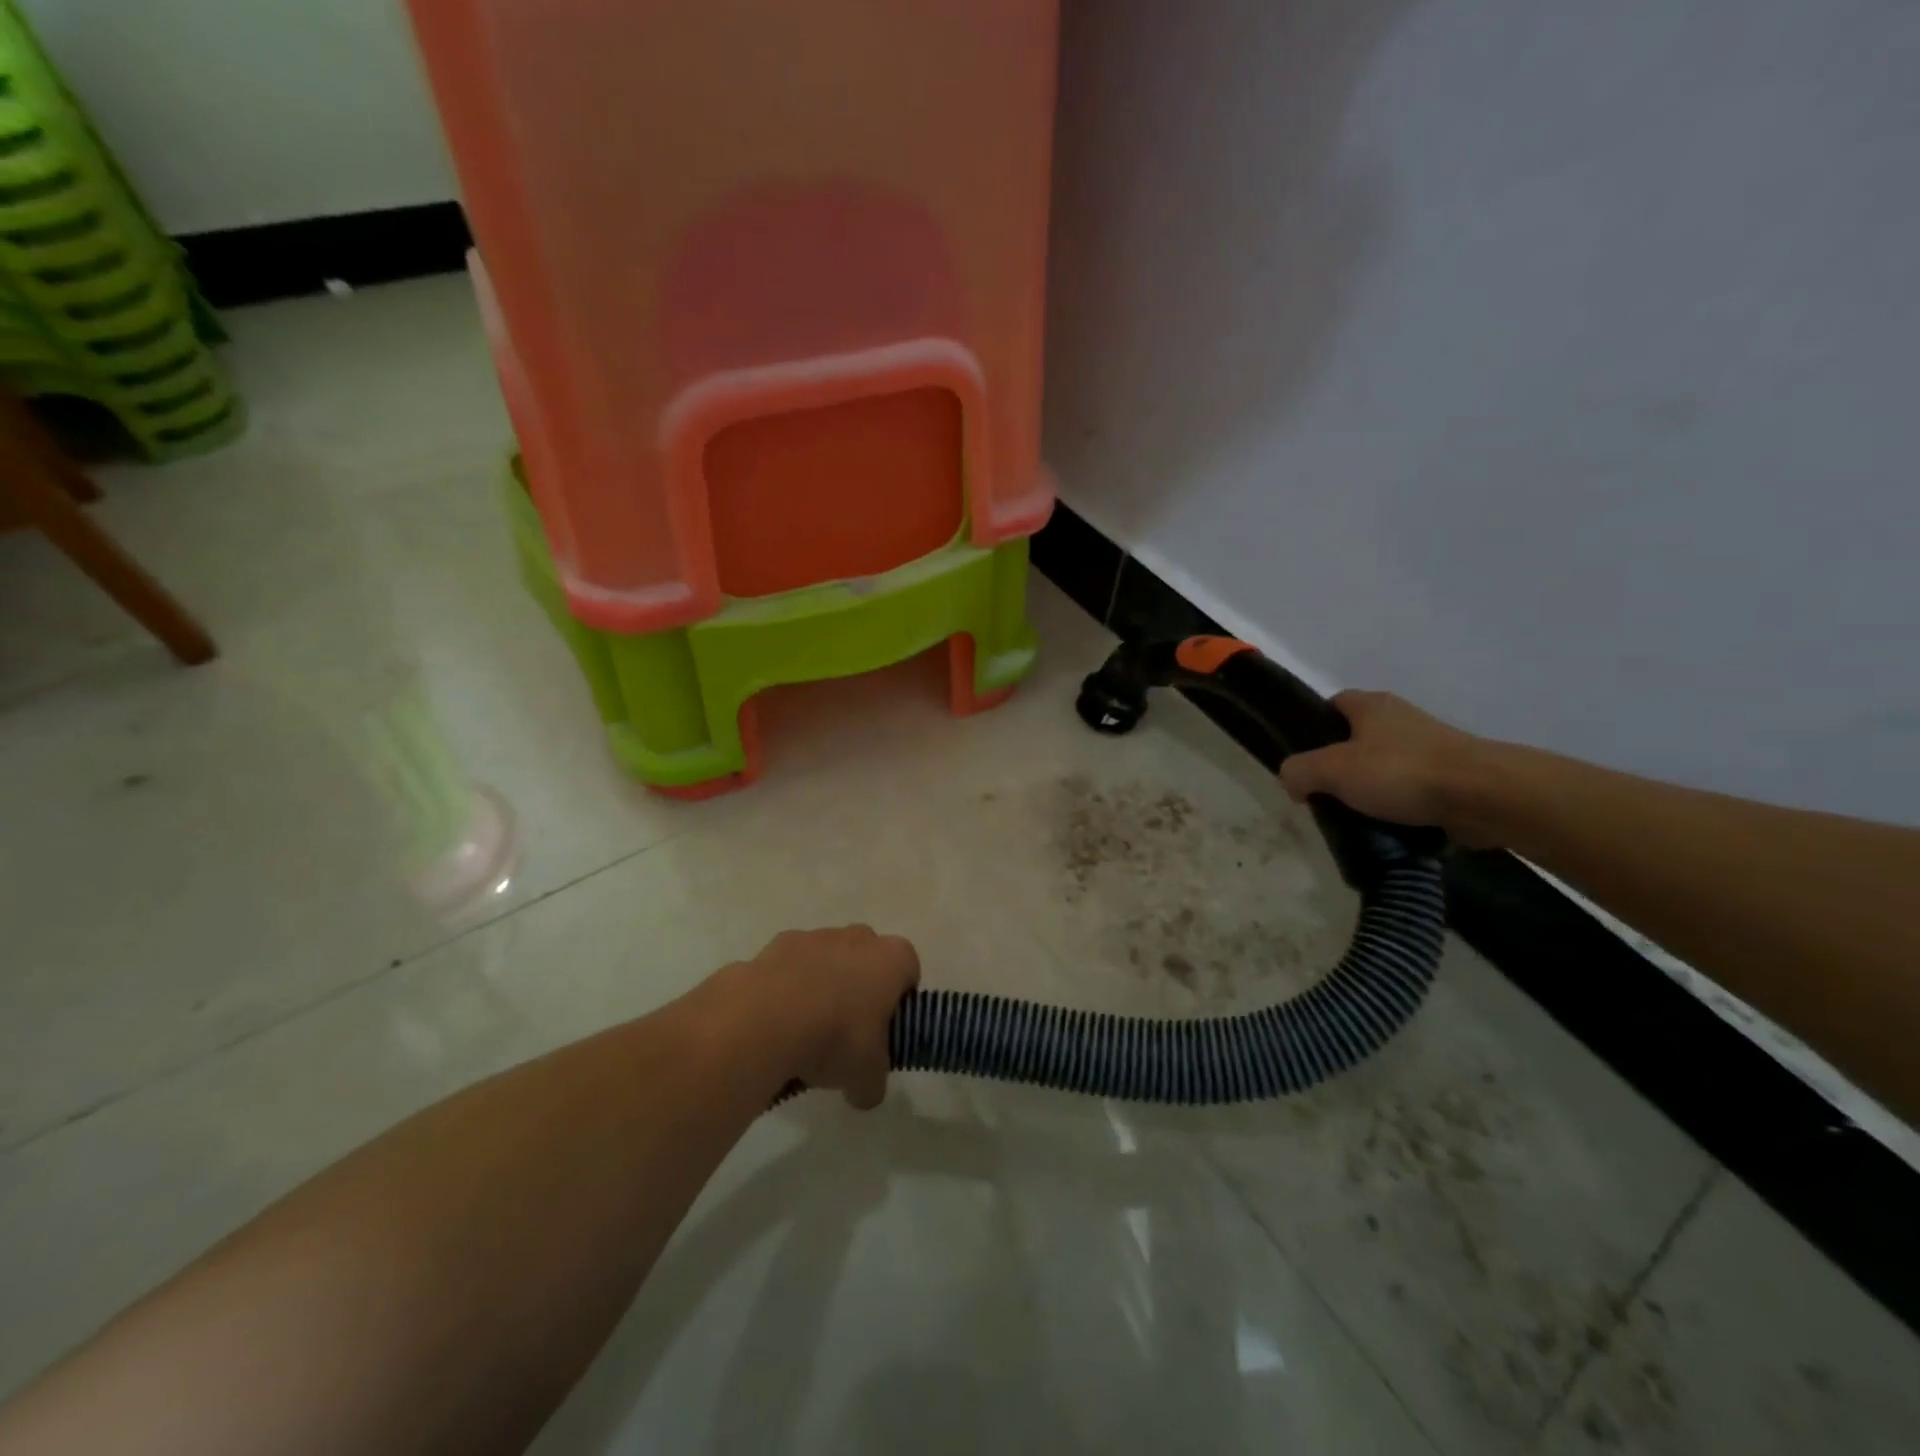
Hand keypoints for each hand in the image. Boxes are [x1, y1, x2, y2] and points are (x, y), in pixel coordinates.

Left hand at [731, 926, 919, 1108]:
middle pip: (866, 958)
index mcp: (892, 959)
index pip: (908, 968)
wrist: (767, 1019)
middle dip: (859, 987)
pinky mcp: (776, 943)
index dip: (899, 998)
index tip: (885, 1028)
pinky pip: (789, 967)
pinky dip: (785, 988)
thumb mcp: (866, 1077)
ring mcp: (815, 936)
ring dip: (820, 985)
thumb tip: (864, 1091)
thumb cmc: (836, 1038)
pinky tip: (774, 1023)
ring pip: (826, 959)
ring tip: (803, 1031)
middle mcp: (857, 938)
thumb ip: (873, 1082)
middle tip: (847, 1030)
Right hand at [1279, 690, 1492, 843]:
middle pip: (1358, 739)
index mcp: (1371, 705)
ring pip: (1386, 767)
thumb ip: (1298, 771)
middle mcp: (1401, 718)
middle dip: (1342, 766)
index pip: (1333, 705)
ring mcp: (1432, 747)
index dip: (1315, 728)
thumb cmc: (1400, 772)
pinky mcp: (1453, 776)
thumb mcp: (1331, 770)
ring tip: (1357, 817)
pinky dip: (1400, 807)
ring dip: (1372, 790)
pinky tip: (1390, 828)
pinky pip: (1413, 790)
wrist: (1484, 796)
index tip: (1305, 759)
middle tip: (1326, 794)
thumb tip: (1292, 781)